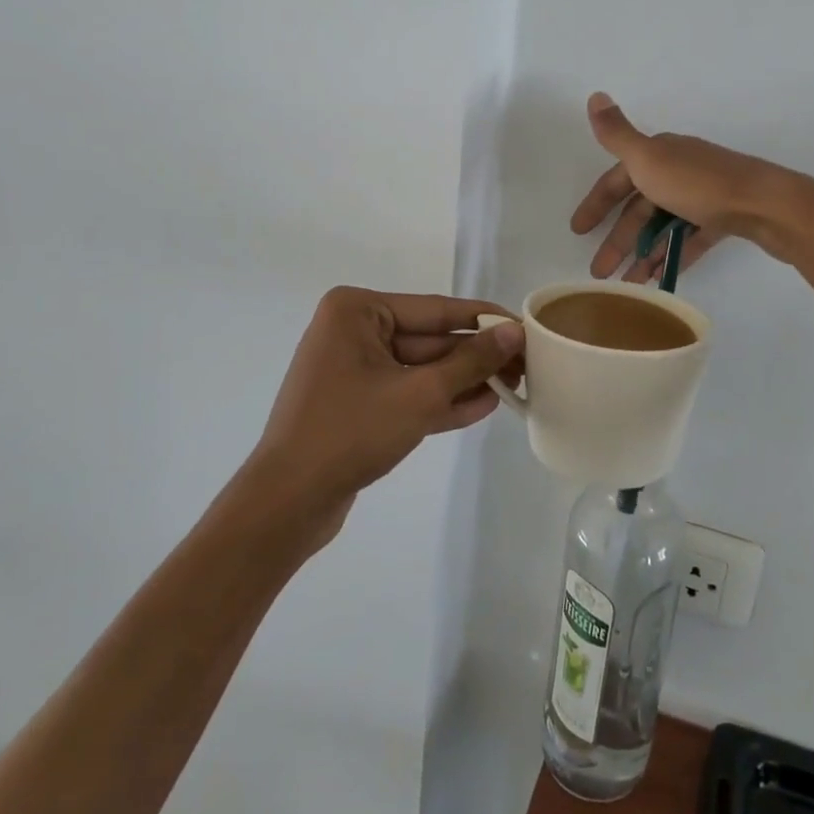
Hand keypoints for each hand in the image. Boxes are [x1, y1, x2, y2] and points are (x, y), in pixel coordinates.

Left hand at [249, 288, 525, 545]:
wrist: (287, 503)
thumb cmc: (350, 432)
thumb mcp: (420, 394)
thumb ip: (470, 361)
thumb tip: (514, 331)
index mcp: (357, 311)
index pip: (436, 310)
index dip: (484, 319)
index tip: (525, 326)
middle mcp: (353, 331)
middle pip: (430, 340)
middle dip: (476, 356)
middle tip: (526, 366)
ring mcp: (353, 369)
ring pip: (421, 369)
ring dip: (463, 380)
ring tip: (512, 387)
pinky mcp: (357, 403)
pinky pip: (407, 392)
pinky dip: (440, 400)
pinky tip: (483, 405)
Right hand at [570, 93, 813, 280]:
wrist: (767, 204)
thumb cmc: (700, 185)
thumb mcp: (649, 158)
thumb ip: (617, 135)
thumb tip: (594, 95)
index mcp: (659, 155)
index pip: (617, 180)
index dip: (596, 204)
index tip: (578, 231)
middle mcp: (679, 170)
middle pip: (639, 208)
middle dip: (617, 239)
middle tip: (599, 272)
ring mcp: (703, 195)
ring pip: (663, 226)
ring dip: (643, 253)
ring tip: (627, 283)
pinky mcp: (724, 217)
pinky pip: (689, 238)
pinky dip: (672, 255)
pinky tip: (660, 278)